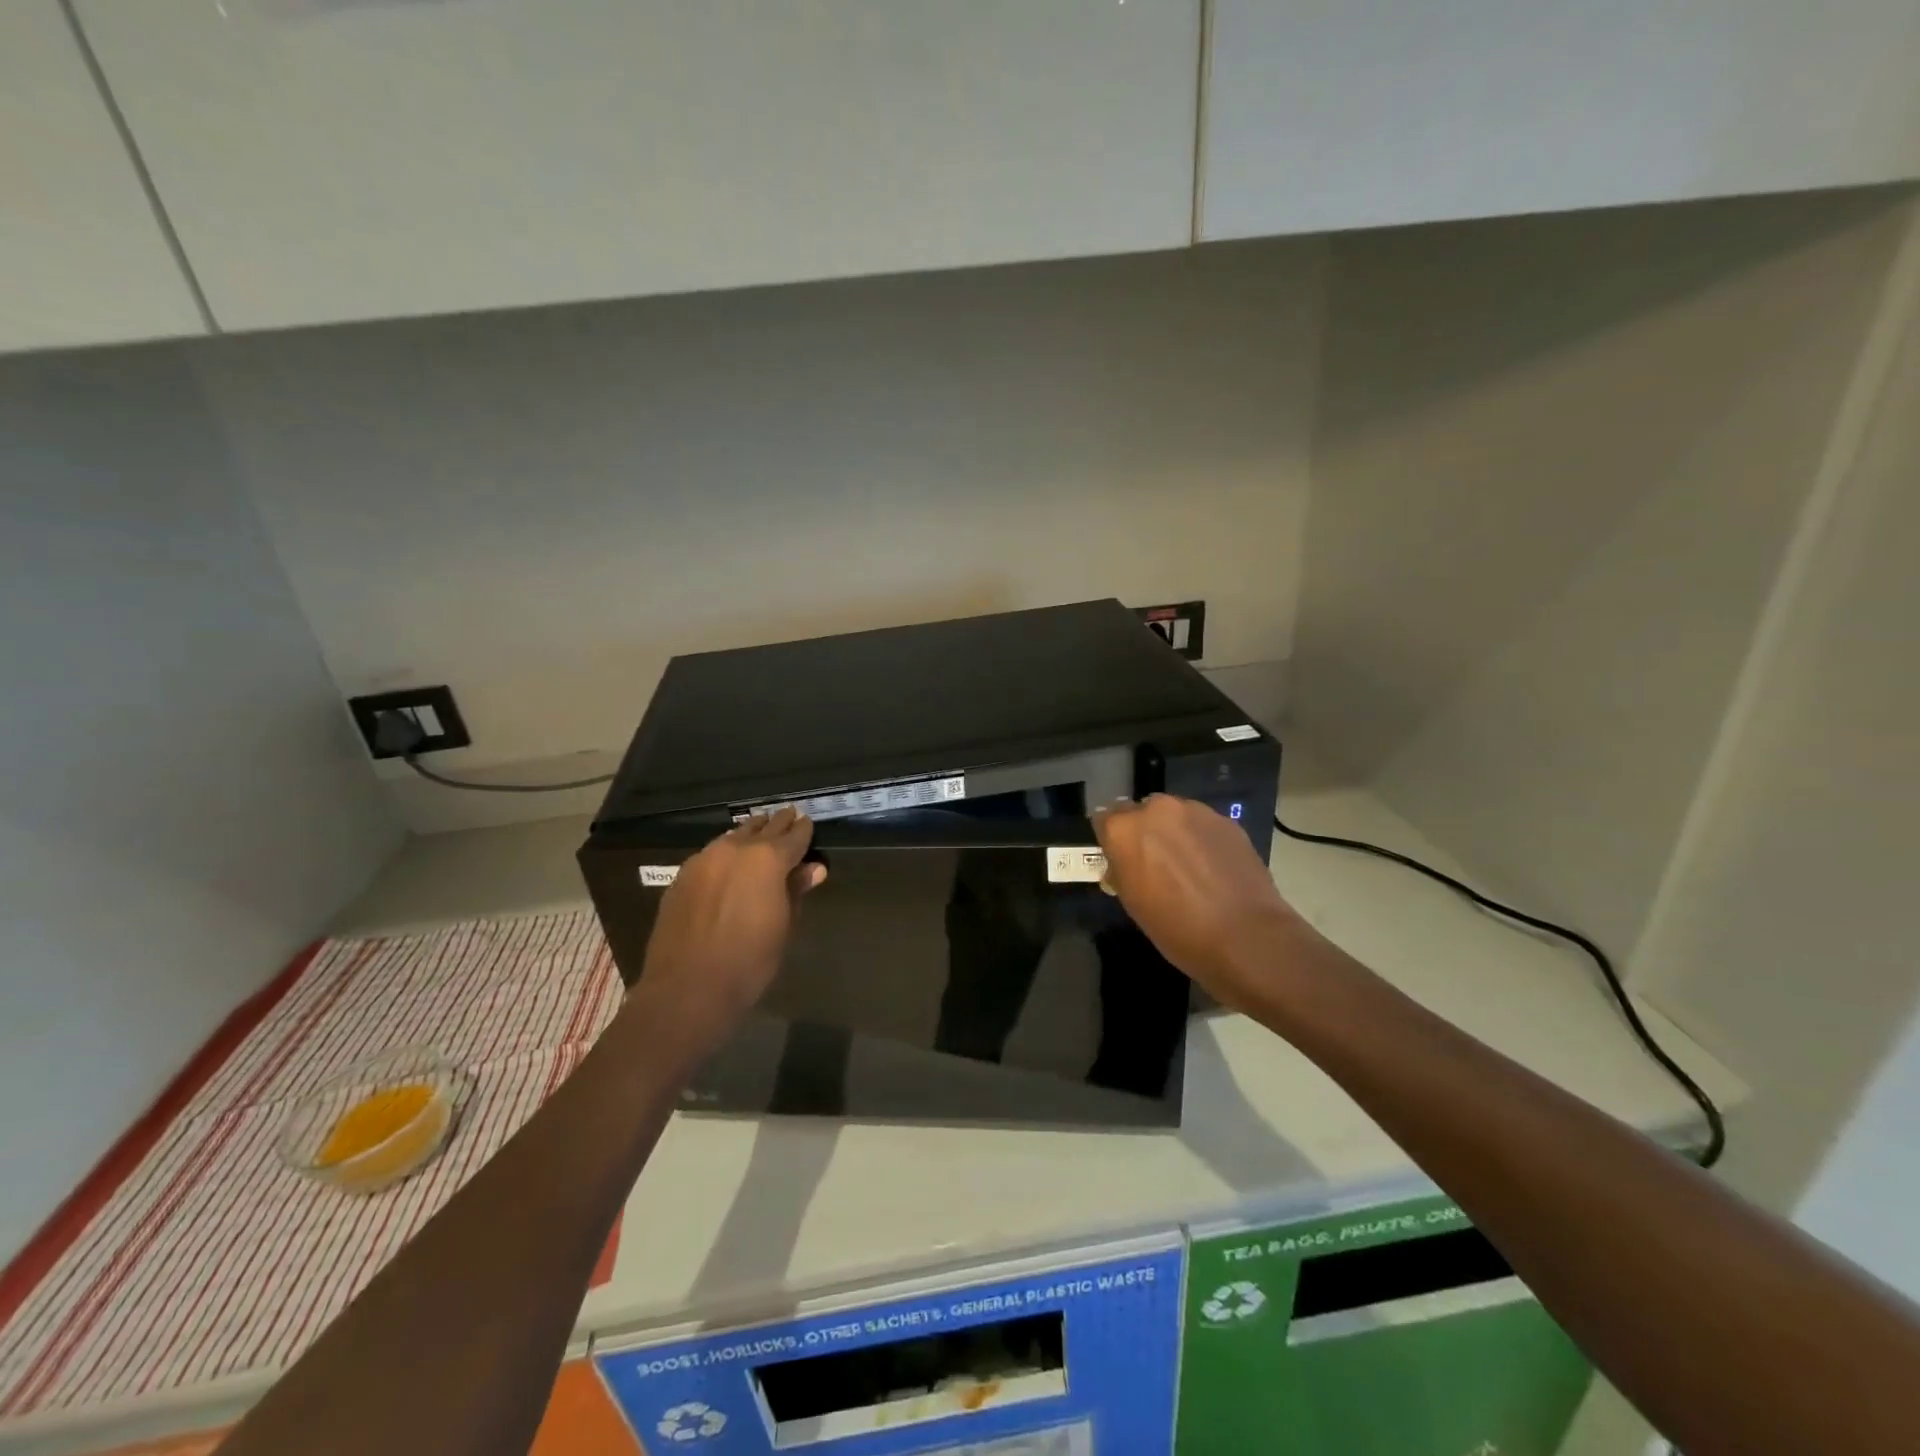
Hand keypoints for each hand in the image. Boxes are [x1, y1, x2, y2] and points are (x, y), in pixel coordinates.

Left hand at [636, 806, 826, 1043]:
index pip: (794, 835)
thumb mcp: (784, 926)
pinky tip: (729, 862)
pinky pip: (711, 854)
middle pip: (763, 828)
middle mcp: (735, 849)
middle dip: (778, 824)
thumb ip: (796, 890)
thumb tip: (814, 869)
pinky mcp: (682, 875)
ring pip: (733, 836)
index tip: (808, 823)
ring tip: (760, 834)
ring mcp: (704, 859)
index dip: (804, 830)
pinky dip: (726, 852)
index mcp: (768, 860)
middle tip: (789, 817)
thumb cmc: (749, 962)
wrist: (687, 989)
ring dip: (750, 834)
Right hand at [1093, 794, 1302, 1011]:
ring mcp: (1196, 811)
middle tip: (1155, 865)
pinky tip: (1214, 870)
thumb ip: (1122, 872)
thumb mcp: (1133, 904)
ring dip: (1175, 834)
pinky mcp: (1227, 821)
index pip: (1105, 820)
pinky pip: (1203, 825)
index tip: (1121, 861)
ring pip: (1175, 816)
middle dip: (1145, 833)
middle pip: (1141, 812)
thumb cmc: (1177, 928)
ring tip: (1189, 868)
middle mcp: (1157, 809)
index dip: (1112, 841)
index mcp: (1124, 829)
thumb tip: (1122, 865)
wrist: (1246, 937)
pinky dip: (1202, 840)